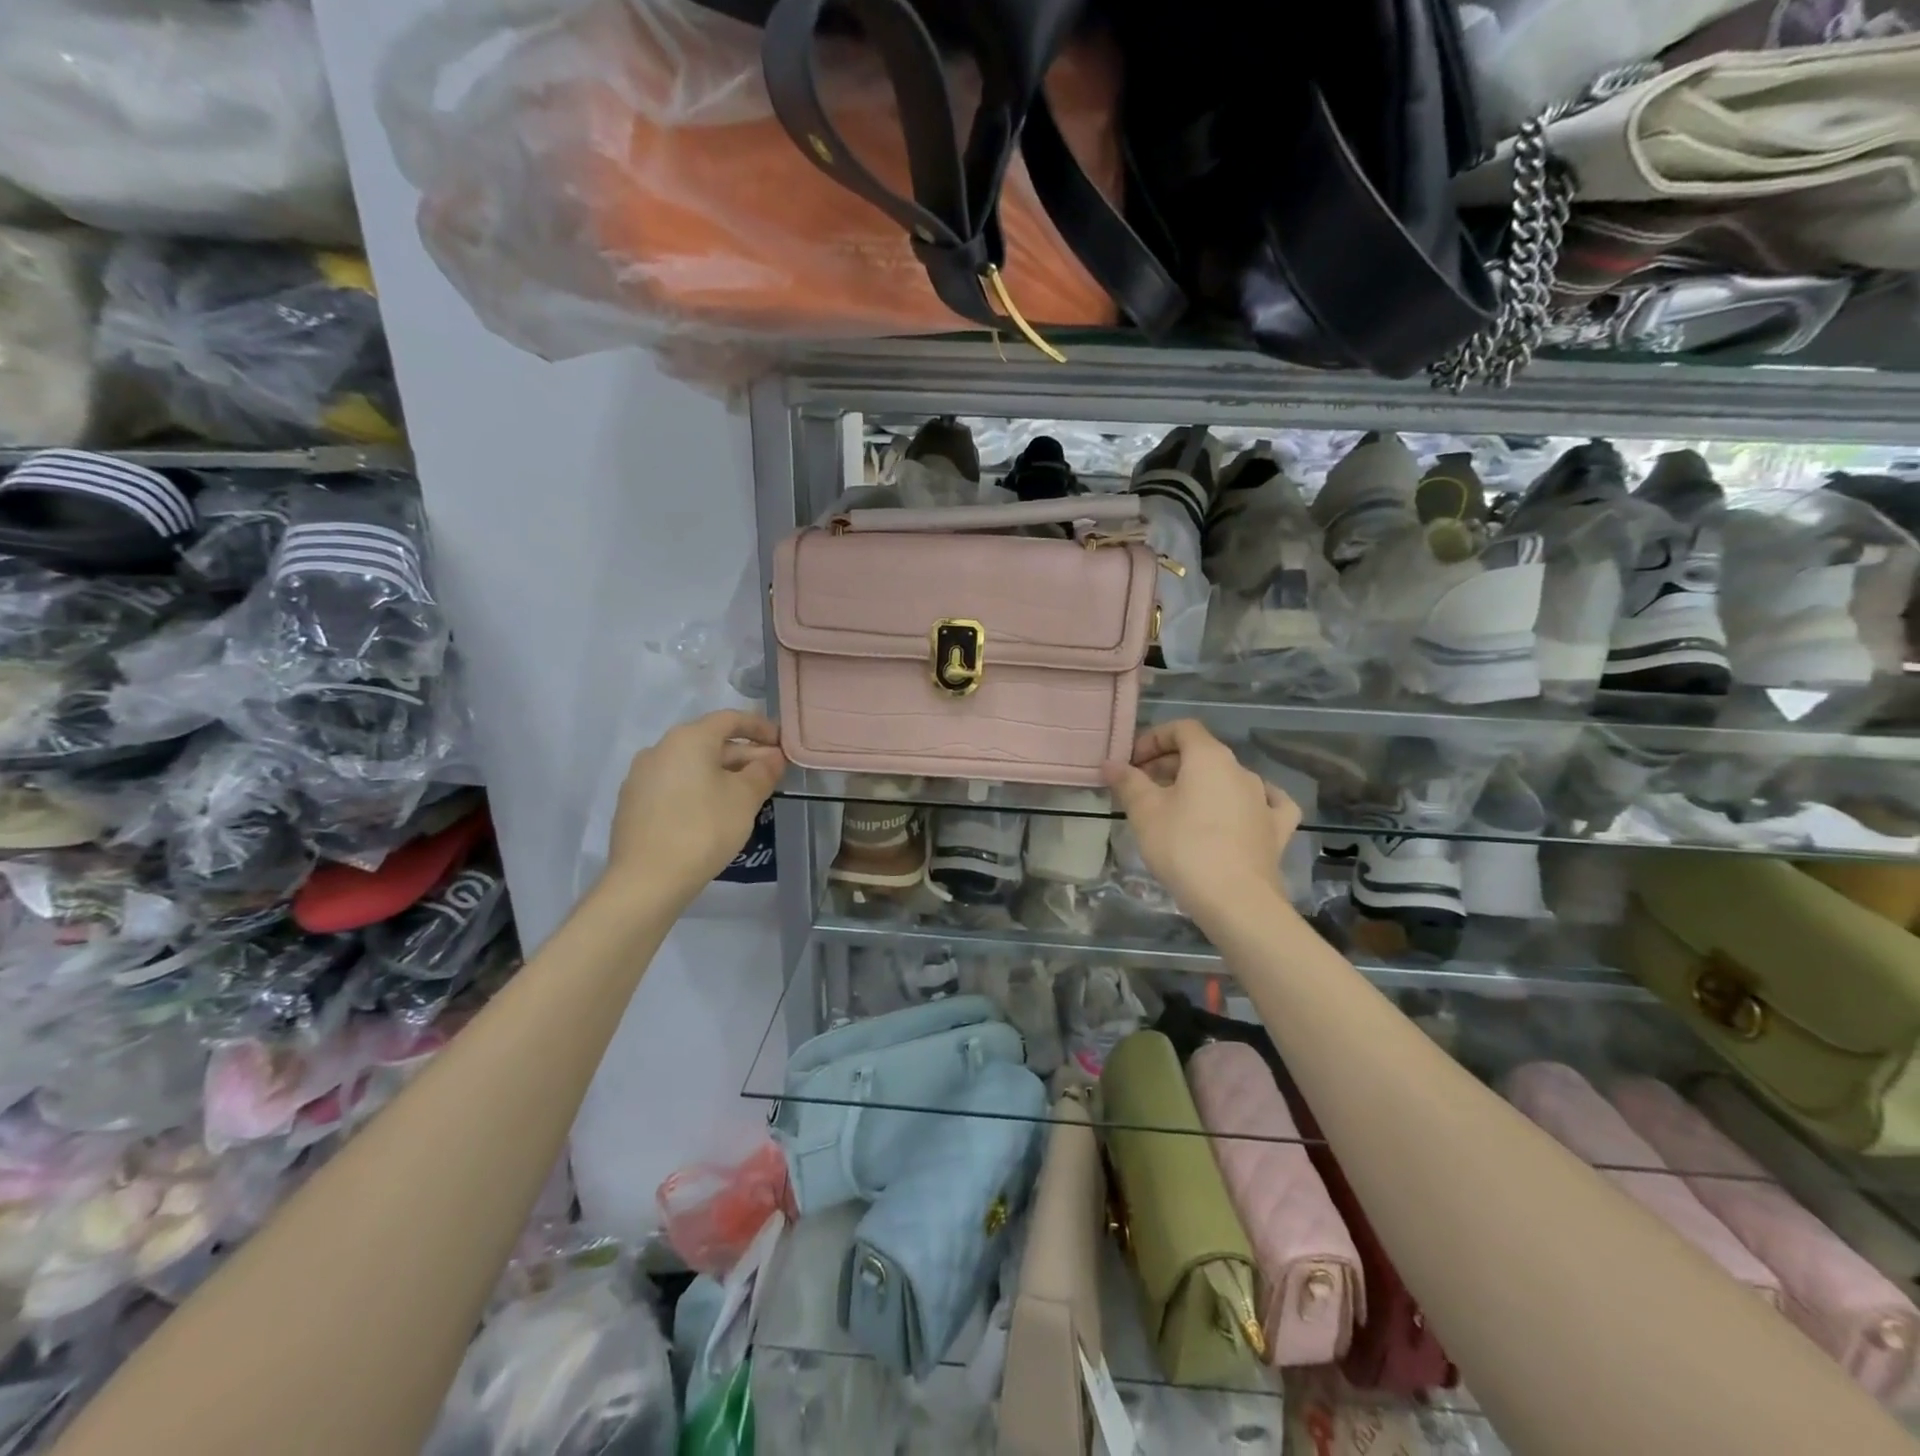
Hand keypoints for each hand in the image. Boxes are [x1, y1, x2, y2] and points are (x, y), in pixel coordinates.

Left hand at [604, 710, 786, 904]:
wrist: (646, 880)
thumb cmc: (704, 829)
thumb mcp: (745, 798)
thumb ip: (763, 771)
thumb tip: (773, 757)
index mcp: (688, 739)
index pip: (730, 719)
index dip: (760, 727)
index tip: (782, 743)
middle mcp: (660, 748)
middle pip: (710, 742)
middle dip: (744, 755)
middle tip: (772, 774)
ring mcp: (641, 776)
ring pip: (692, 765)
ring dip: (722, 773)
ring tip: (747, 795)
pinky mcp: (634, 803)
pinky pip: (675, 784)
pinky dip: (699, 788)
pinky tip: (714, 812)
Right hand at [1103, 719, 1298, 928]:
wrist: (1235, 900)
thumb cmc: (1183, 847)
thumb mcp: (1144, 813)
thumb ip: (1127, 782)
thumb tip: (1110, 763)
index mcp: (1209, 758)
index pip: (1182, 728)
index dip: (1154, 739)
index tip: (1132, 762)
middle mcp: (1241, 770)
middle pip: (1203, 753)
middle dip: (1169, 764)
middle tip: (1143, 788)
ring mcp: (1264, 799)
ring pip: (1228, 778)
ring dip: (1200, 785)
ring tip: (1177, 808)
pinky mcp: (1277, 829)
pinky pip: (1265, 803)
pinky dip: (1247, 802)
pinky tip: (1244, 810)